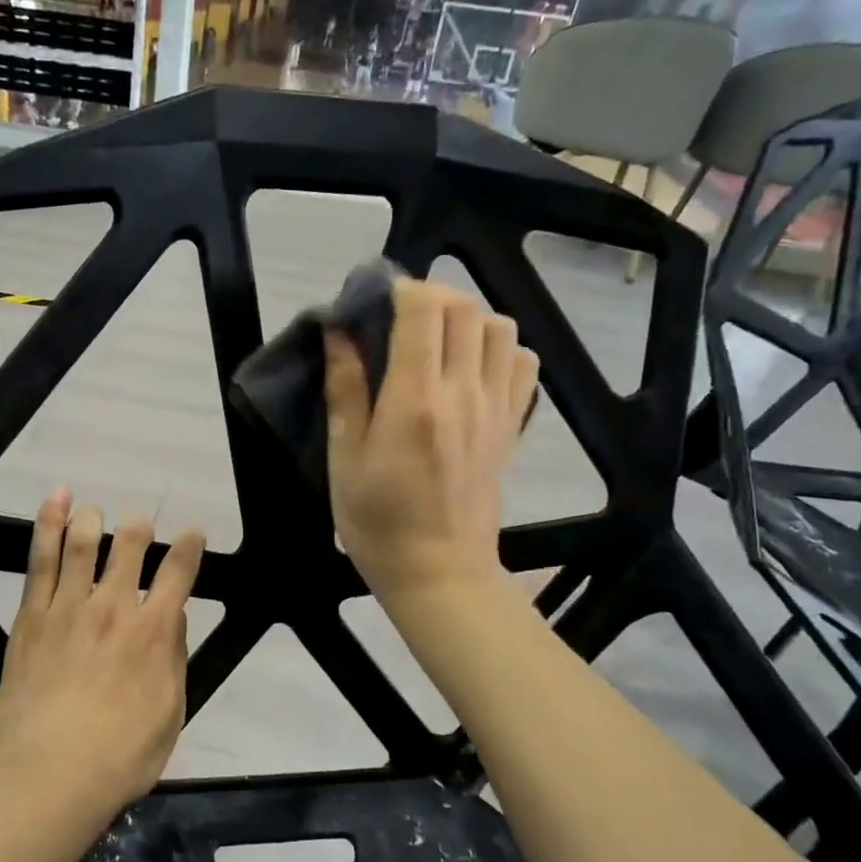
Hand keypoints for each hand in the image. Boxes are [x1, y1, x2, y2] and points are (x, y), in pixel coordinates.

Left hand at [0, 490, 205, 813]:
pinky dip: (48, 523)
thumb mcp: (170, 713)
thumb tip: (172, 614)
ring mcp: (68, 607)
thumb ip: (173, 657)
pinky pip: (41, 559)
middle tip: (138, 528)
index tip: (191, 534)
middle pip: (130, 546)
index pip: (179, 571)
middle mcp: (114, 607)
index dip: (189, 546)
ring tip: (94, 512)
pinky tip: (56, 501)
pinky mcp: (31, 615)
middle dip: (139, 528)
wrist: (53, 774)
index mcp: (154, 631)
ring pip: (83, 543)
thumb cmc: (122, 755)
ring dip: (93, 520)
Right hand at [325, 278, 537, 604]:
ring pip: (500, 327)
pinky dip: (498, 349)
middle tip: (396, 318)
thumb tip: (339, 332)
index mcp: (415, 401)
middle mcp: (464, 393)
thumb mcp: (344, 459)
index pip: (423, 309)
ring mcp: (496, 408)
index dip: (397, 289)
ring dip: (466, 318)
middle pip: (464, 307)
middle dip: (428, 296)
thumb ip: (345, 390)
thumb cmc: (377, 522)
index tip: (371, 302)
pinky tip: (469, 369)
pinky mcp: (512, 425)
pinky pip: (521, 363)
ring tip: (434, 342)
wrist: (439, 572)